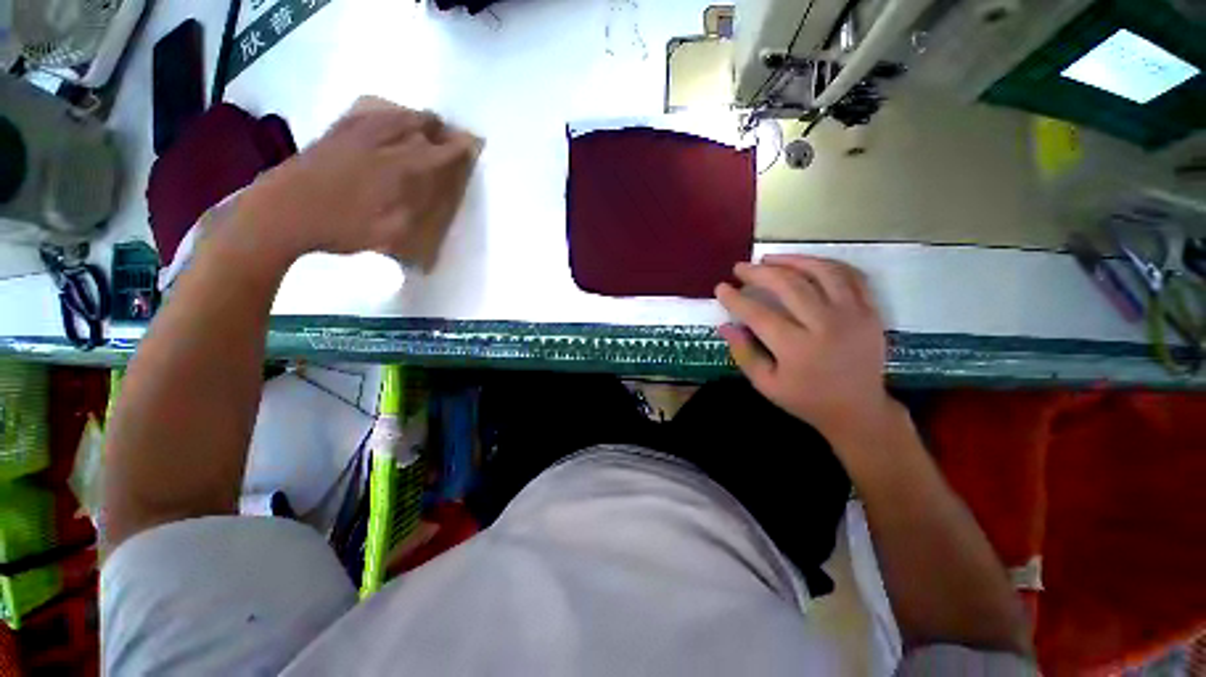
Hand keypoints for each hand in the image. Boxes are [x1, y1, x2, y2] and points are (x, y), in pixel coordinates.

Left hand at [234, 97, 481, 269]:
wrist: (282, 213)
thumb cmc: (340, 228)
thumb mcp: (389, 234)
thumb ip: (415, 213)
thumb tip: (430, 197)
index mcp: (397, 171)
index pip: (435, 154)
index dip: (455, 149)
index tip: (470, 143)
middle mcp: (379, 145)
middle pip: (414, 125)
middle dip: (435, 127)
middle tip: (446, 133)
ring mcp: (353, 135)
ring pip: (390, 115)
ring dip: (411, 116)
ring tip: (422, 120)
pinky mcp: (332, 134)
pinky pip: (363, 114)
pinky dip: (381, 112)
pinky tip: (382, 115)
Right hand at [714, 255, 895, 445]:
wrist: (859, 411)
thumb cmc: (807, 400)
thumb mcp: (766, 384)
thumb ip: (743, 354)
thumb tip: (725, 326)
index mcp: (797, 348)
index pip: (758, 314)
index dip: (735, 298)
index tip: (721, 288)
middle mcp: (825, 325)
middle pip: (789, 285)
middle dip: (759, 273)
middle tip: (740, 268)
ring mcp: (853, 315)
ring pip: (821, 272)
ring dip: (791, 260)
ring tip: (770, 259)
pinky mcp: (870, 311)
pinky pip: (849, 275)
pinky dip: (826, 264)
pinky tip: (807, 264)